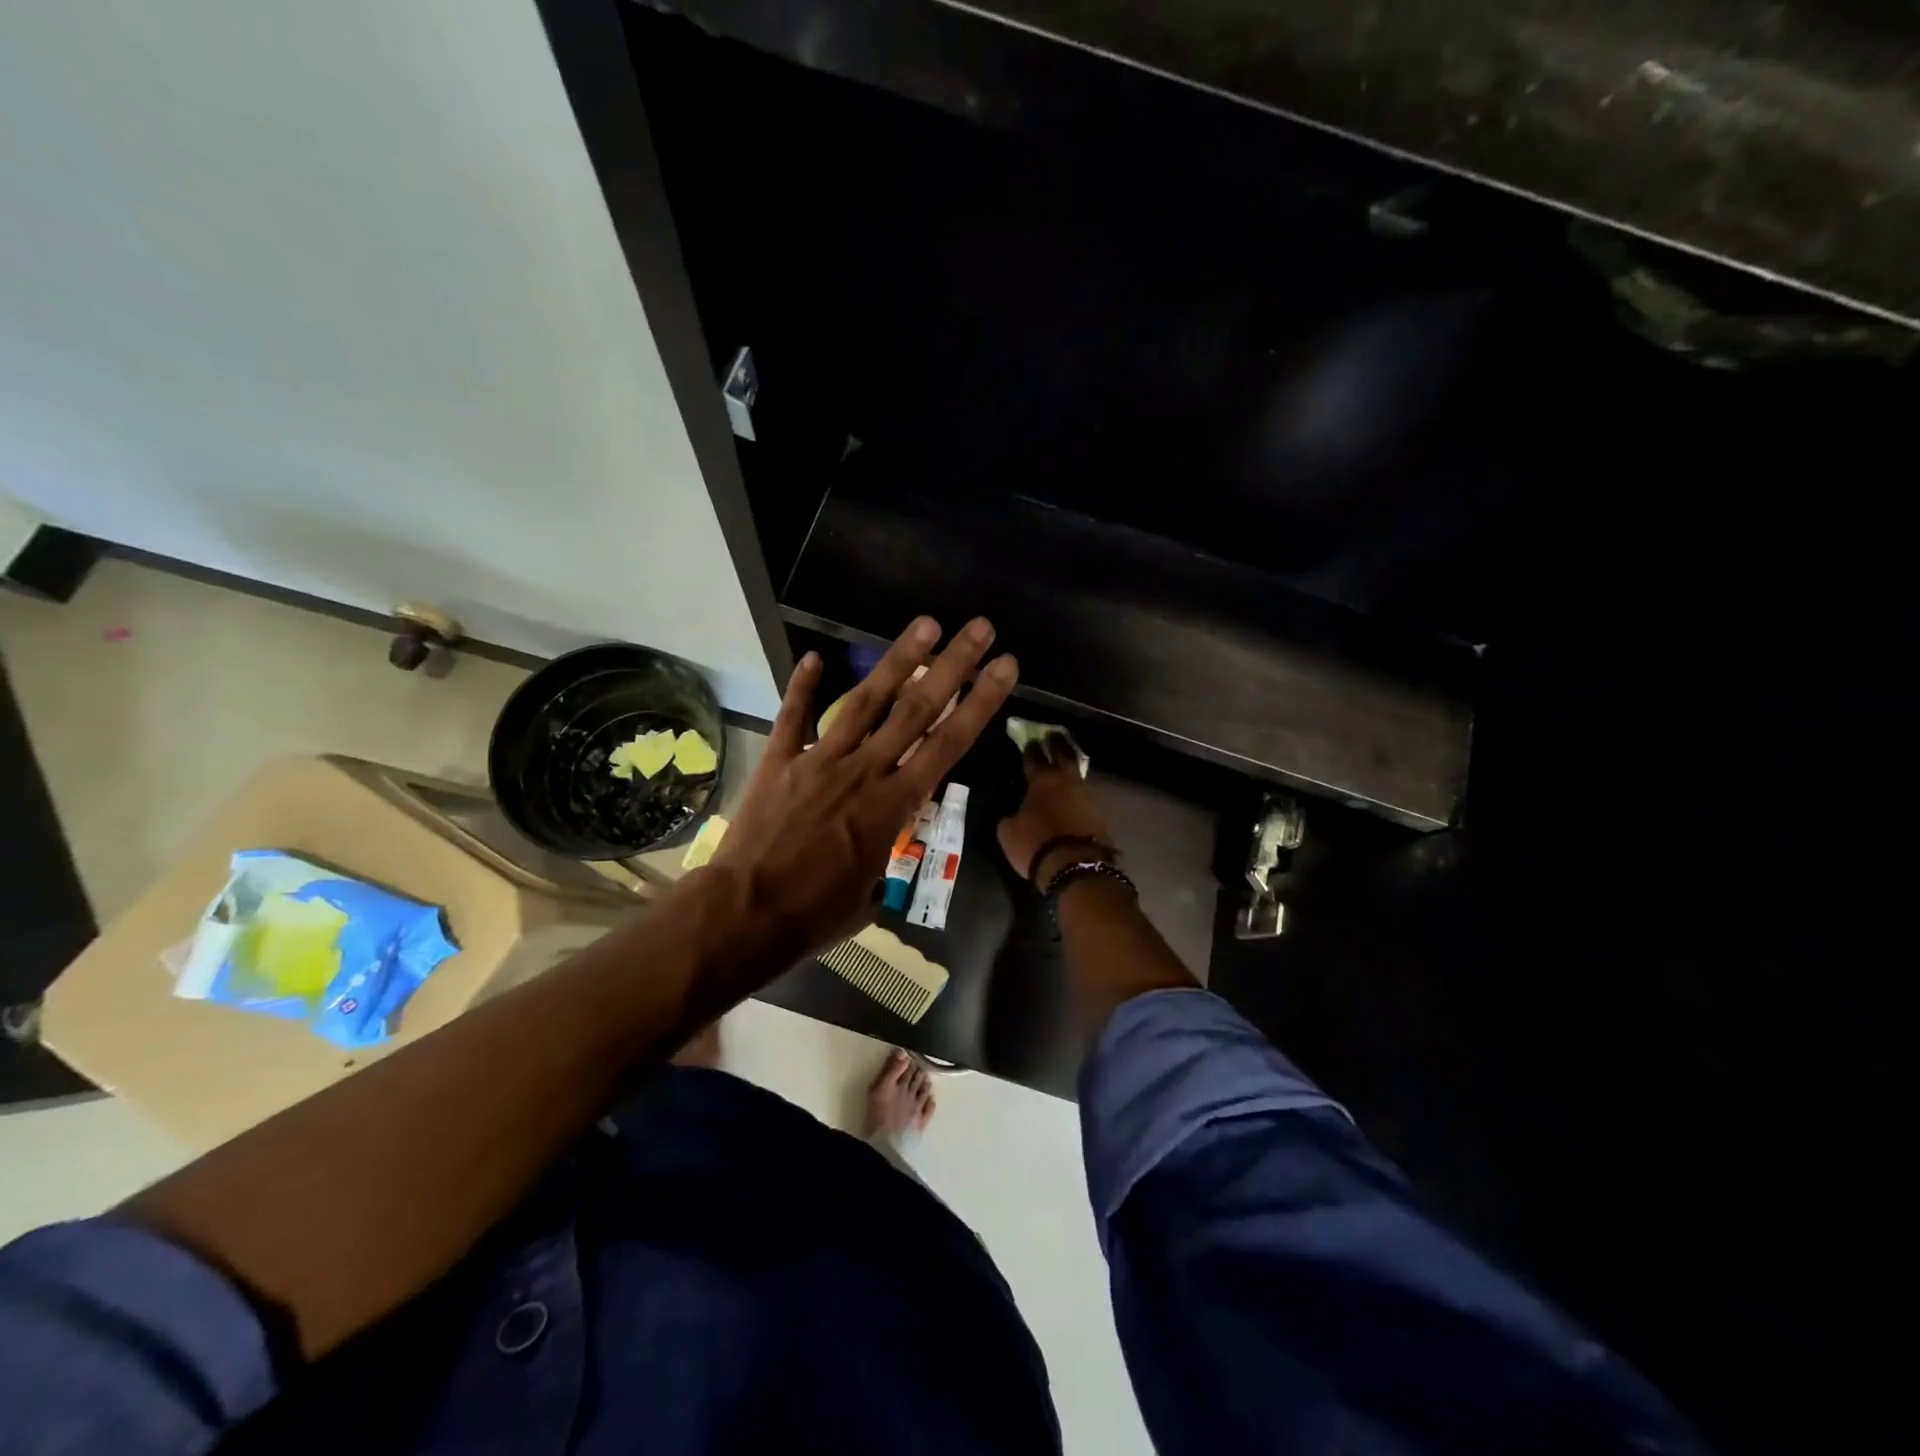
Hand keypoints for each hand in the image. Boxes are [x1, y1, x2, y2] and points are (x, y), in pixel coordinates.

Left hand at [708, 615, 1017, 970]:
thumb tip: (882, 850)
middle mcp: (864, 771)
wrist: (745, 914)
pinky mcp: (780, 761)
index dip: (980, 703)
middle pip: (916, 710)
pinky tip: (814, 657)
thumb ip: (882, 858)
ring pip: (864, 701)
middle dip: (952, 666)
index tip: (1004, 667)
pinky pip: (794, 717)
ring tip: (925, 624)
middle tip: (979, 628)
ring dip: (897, 661)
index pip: (948, 745)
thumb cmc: (815, 915)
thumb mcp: (868, 894)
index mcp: (893, 805)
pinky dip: (803, 686)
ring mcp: (820, 760)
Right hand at [996, 738, 1113, 885]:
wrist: (1076, 866)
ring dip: (1070, 766)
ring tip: (1064, 762)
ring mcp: (1087, 795)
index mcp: (1041, 780)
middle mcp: (1066, 781)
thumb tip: (1013, 812)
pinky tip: (1074, 793)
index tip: (1029, 739)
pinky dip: (1078, 791)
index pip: (1034, 757)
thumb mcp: (1008, 832)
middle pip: (1063, 754)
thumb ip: (1010, 815)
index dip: (1030, 748)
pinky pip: (1086, 794)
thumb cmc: (1036, 845)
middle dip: (1056, 743)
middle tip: (1053, 735)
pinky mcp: (1100, 813)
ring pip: (1077, 773)